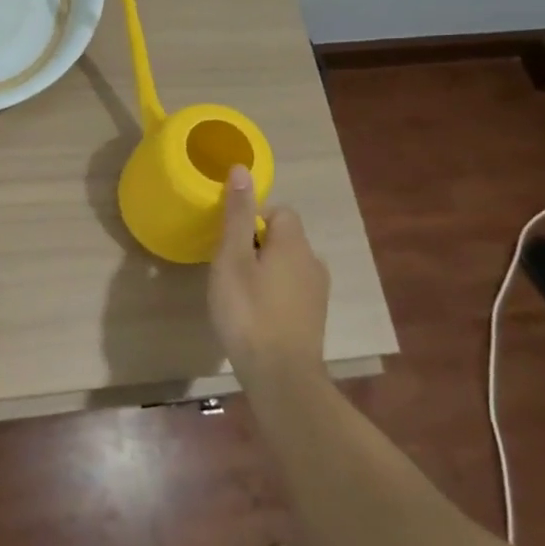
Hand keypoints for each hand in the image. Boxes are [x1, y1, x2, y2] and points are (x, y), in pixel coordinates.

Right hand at [207, 165, 329, 381]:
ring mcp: (317, 292)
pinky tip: (255, 313)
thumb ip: (238, 215)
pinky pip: (291, 289)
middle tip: (227, 268)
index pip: (278, 211)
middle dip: (255, 245)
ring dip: (264, 270)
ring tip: (238, 291)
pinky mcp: (314, 317)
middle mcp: (313, 261)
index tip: (228, 241)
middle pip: (283, 237)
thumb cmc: (249, 312)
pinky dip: (273, 292)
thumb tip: (242, 169)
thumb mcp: (232, 259)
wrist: (281, 376)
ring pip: (287, 264)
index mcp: (294, 243)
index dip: (251, 219)